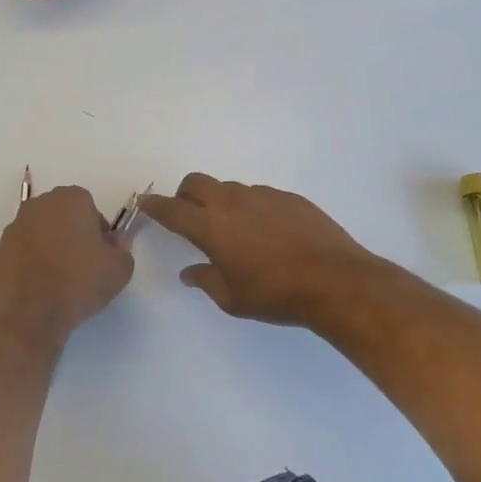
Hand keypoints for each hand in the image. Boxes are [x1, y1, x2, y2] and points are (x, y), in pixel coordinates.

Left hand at [0, 185, 133, 345]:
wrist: (32, 315)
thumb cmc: (80, 282)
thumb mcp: (120, 268)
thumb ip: (122, 248)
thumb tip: (112, 244)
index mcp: (69, 199)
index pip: (90, 207)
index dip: (98, 231)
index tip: (101, 254)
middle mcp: (38, 206)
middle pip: (62, 216)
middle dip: (73, 234)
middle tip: (83, 265)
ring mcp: (14, 228)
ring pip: (41, 233)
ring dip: (50, 247)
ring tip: (60, 279)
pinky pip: (23, 252)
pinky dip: (32, 263)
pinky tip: (40, 287)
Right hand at [138, 173, 386, 326]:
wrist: (335, 280)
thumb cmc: (276, 295)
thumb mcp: (233, 299)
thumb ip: (206, 280)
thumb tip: (190, 272)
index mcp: (211, 227)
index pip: (173, 210)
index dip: (155, 205)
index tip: (145, 201)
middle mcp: (233, 203)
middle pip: (196, 182)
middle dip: (185, 194)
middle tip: (188, 214)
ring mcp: (263, 196)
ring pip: (229, 188)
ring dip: (220, 201)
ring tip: (234, 229)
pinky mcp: (289, 197)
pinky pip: (259, 195)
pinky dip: (251, 207)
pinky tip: (267, 232)